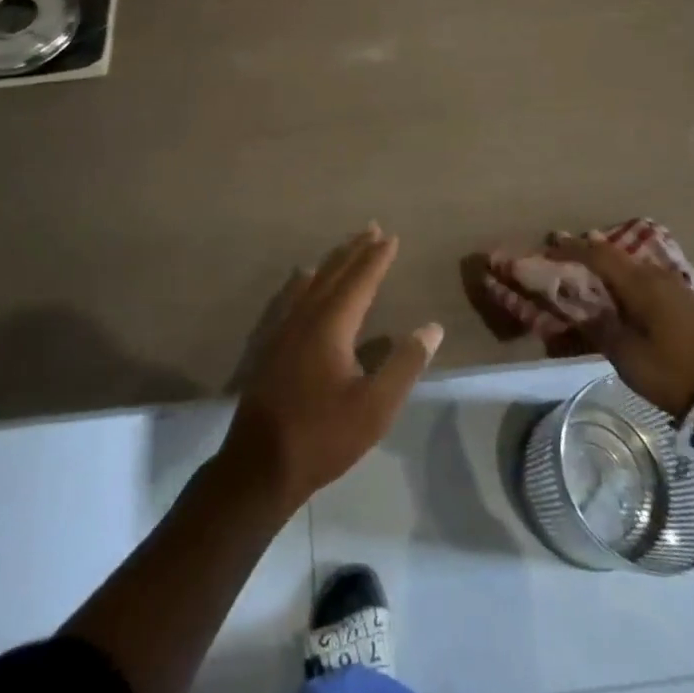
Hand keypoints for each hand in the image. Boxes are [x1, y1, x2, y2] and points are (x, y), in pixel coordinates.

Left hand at [220, 224, 442, 507]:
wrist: (261, 464)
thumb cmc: (324, 436)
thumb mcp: (376, 407)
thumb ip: (405, 364)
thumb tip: (432, 327)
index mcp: (332, 325)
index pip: (360, 280)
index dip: (377, 258)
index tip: (391, 237)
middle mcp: (306, 316)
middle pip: (334, 273)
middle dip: (355, 250)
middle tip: (371, 228)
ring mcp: (284, 328)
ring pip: (312, 282)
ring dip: (332, 261)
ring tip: (346, 246)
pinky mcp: (272, 344)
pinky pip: (293, 296)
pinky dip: (307, 280)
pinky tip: (304, 280)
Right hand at [546, 233, 693, 415]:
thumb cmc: (676, 371)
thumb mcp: (628, 356)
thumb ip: (598, 327)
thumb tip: (576, 306)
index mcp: (638, 282)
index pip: (596, 253)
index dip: (568, 249)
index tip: (545, 249)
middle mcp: (654, 275)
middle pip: (612, 256)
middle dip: (583, 257)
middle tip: (559, 261)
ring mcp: (673, 287)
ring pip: (628, 269)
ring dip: (603, 271)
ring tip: (582, 280)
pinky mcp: (685, 303)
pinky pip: (643, 283)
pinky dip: (622, 285)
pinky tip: (616, 298)